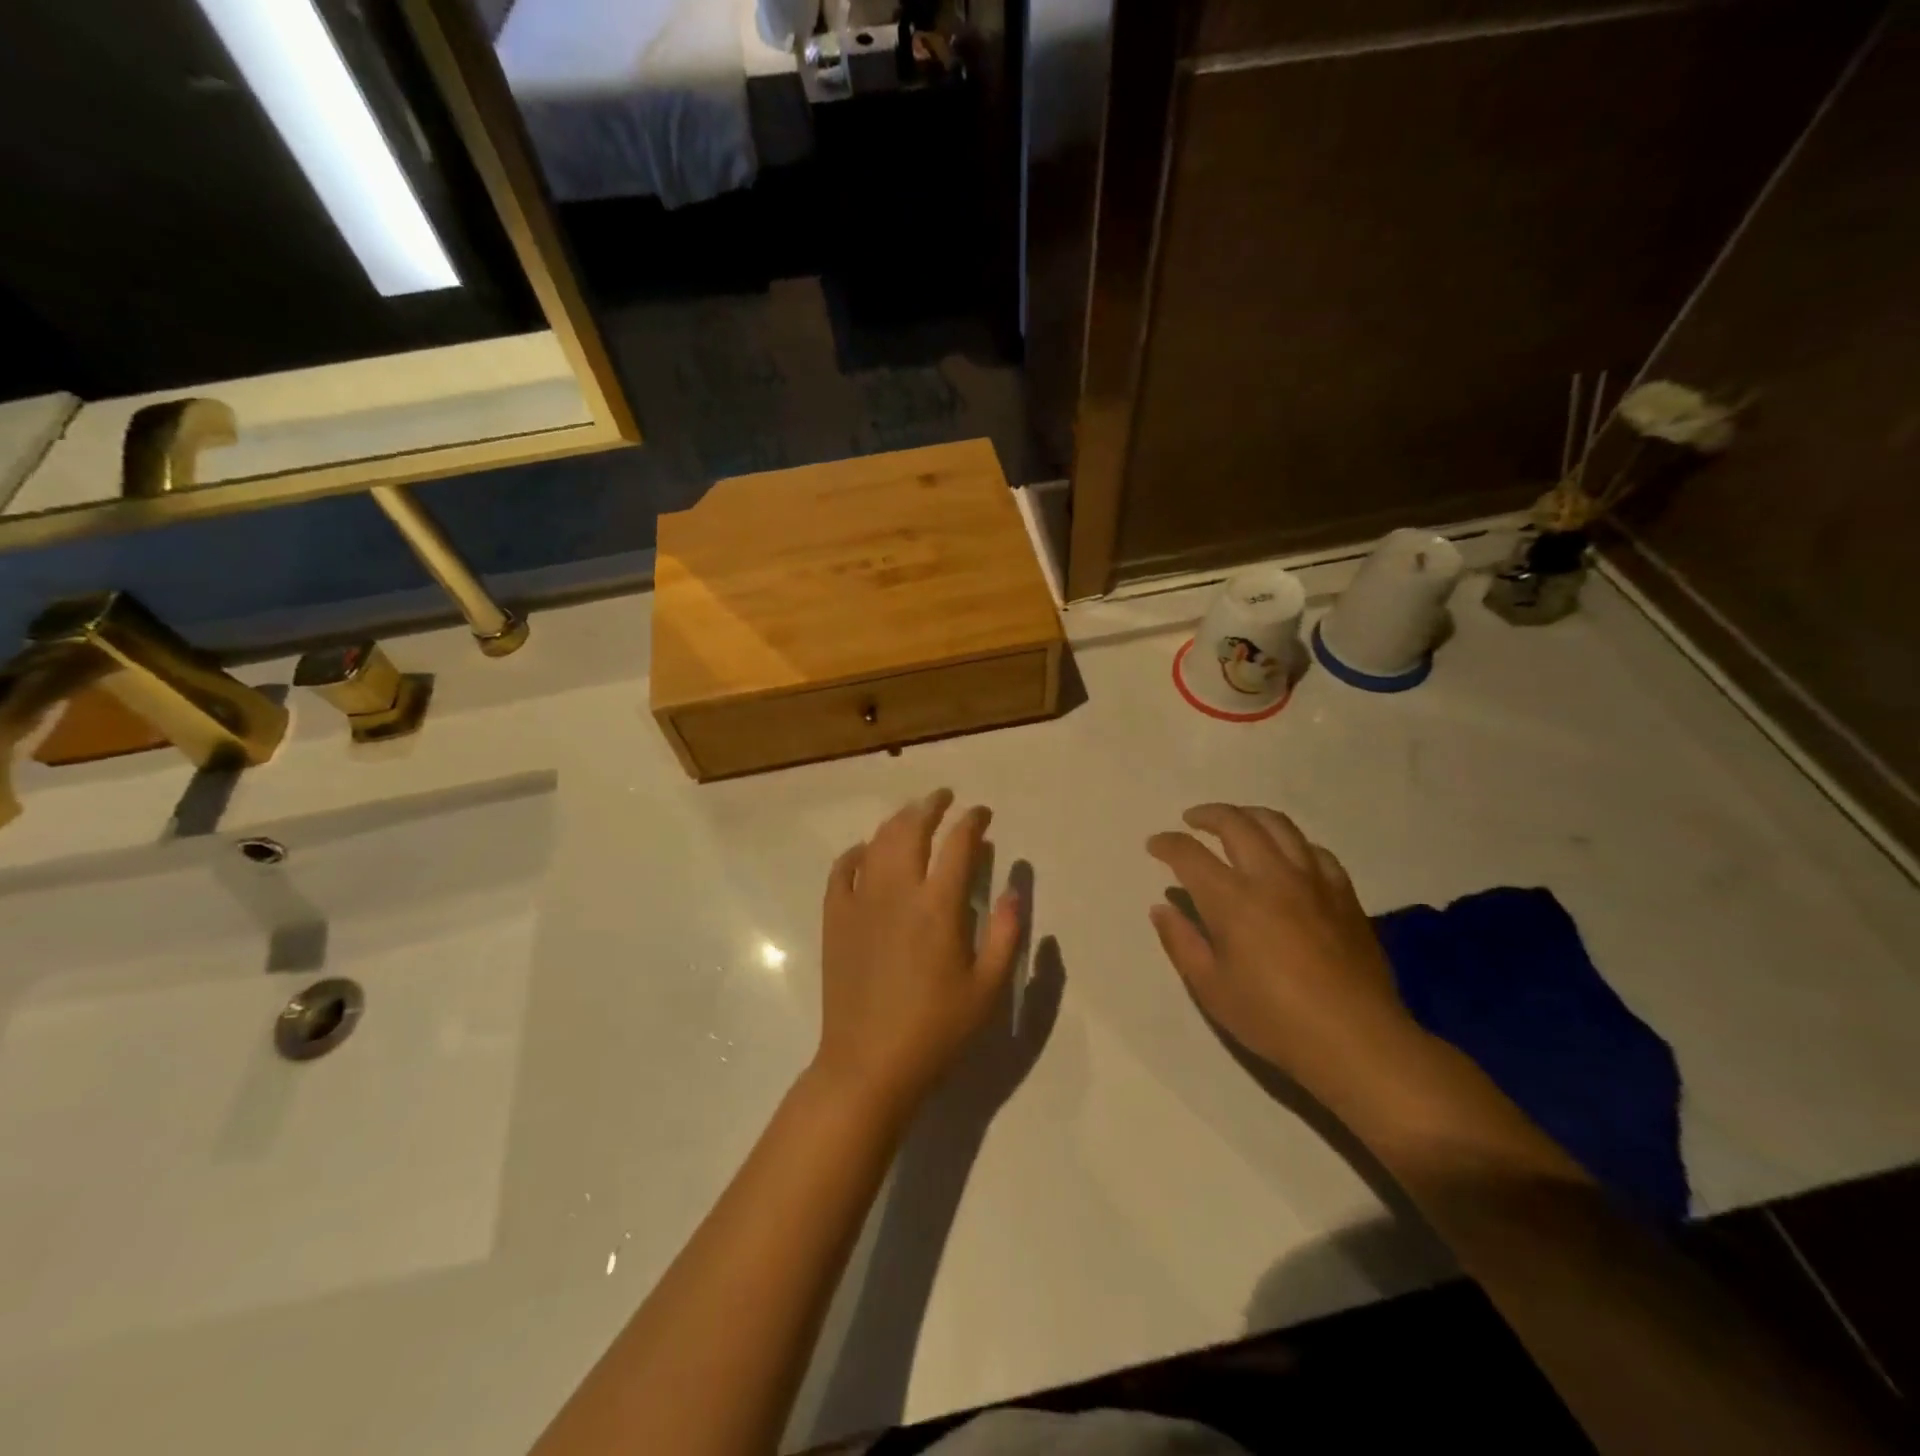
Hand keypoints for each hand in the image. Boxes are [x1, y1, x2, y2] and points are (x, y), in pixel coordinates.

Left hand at [814, 790, 1022, 1115]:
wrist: (869, 1064)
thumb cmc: (936, 1030)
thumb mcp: (987, 989)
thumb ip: (1006, 934)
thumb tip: (1015, 889)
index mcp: (938, 907)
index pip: (958, 844)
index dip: (972, 822)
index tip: (981, 814)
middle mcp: (897, 892)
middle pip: (911, 829)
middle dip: (930, 806)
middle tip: (944, 797)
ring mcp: (860, 903)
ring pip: (878, 843)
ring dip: (897, 821)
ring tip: (912, 814)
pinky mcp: (835, 919)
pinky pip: (841, 871)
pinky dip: (855, 853)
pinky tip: (865, 851)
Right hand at [1147, 804, 1422, 1099]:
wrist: (1357, 1040)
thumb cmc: (1274, 1019)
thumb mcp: (1211, 989)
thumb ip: (1182, 942)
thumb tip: (1161, 908)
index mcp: (1232, 899)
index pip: (1190, 854)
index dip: (1167, 843)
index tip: (1155, 845)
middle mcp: (1271, 876)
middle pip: (1235, 823)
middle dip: (1207, 815)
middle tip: (1191, 820)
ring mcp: (1312, 880)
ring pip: (1278, 825)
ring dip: (1249, 815)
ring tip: (1235, 822)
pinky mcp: (1343, 893)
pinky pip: (1314, 850)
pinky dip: (1292, 842)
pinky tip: (1286, 854)